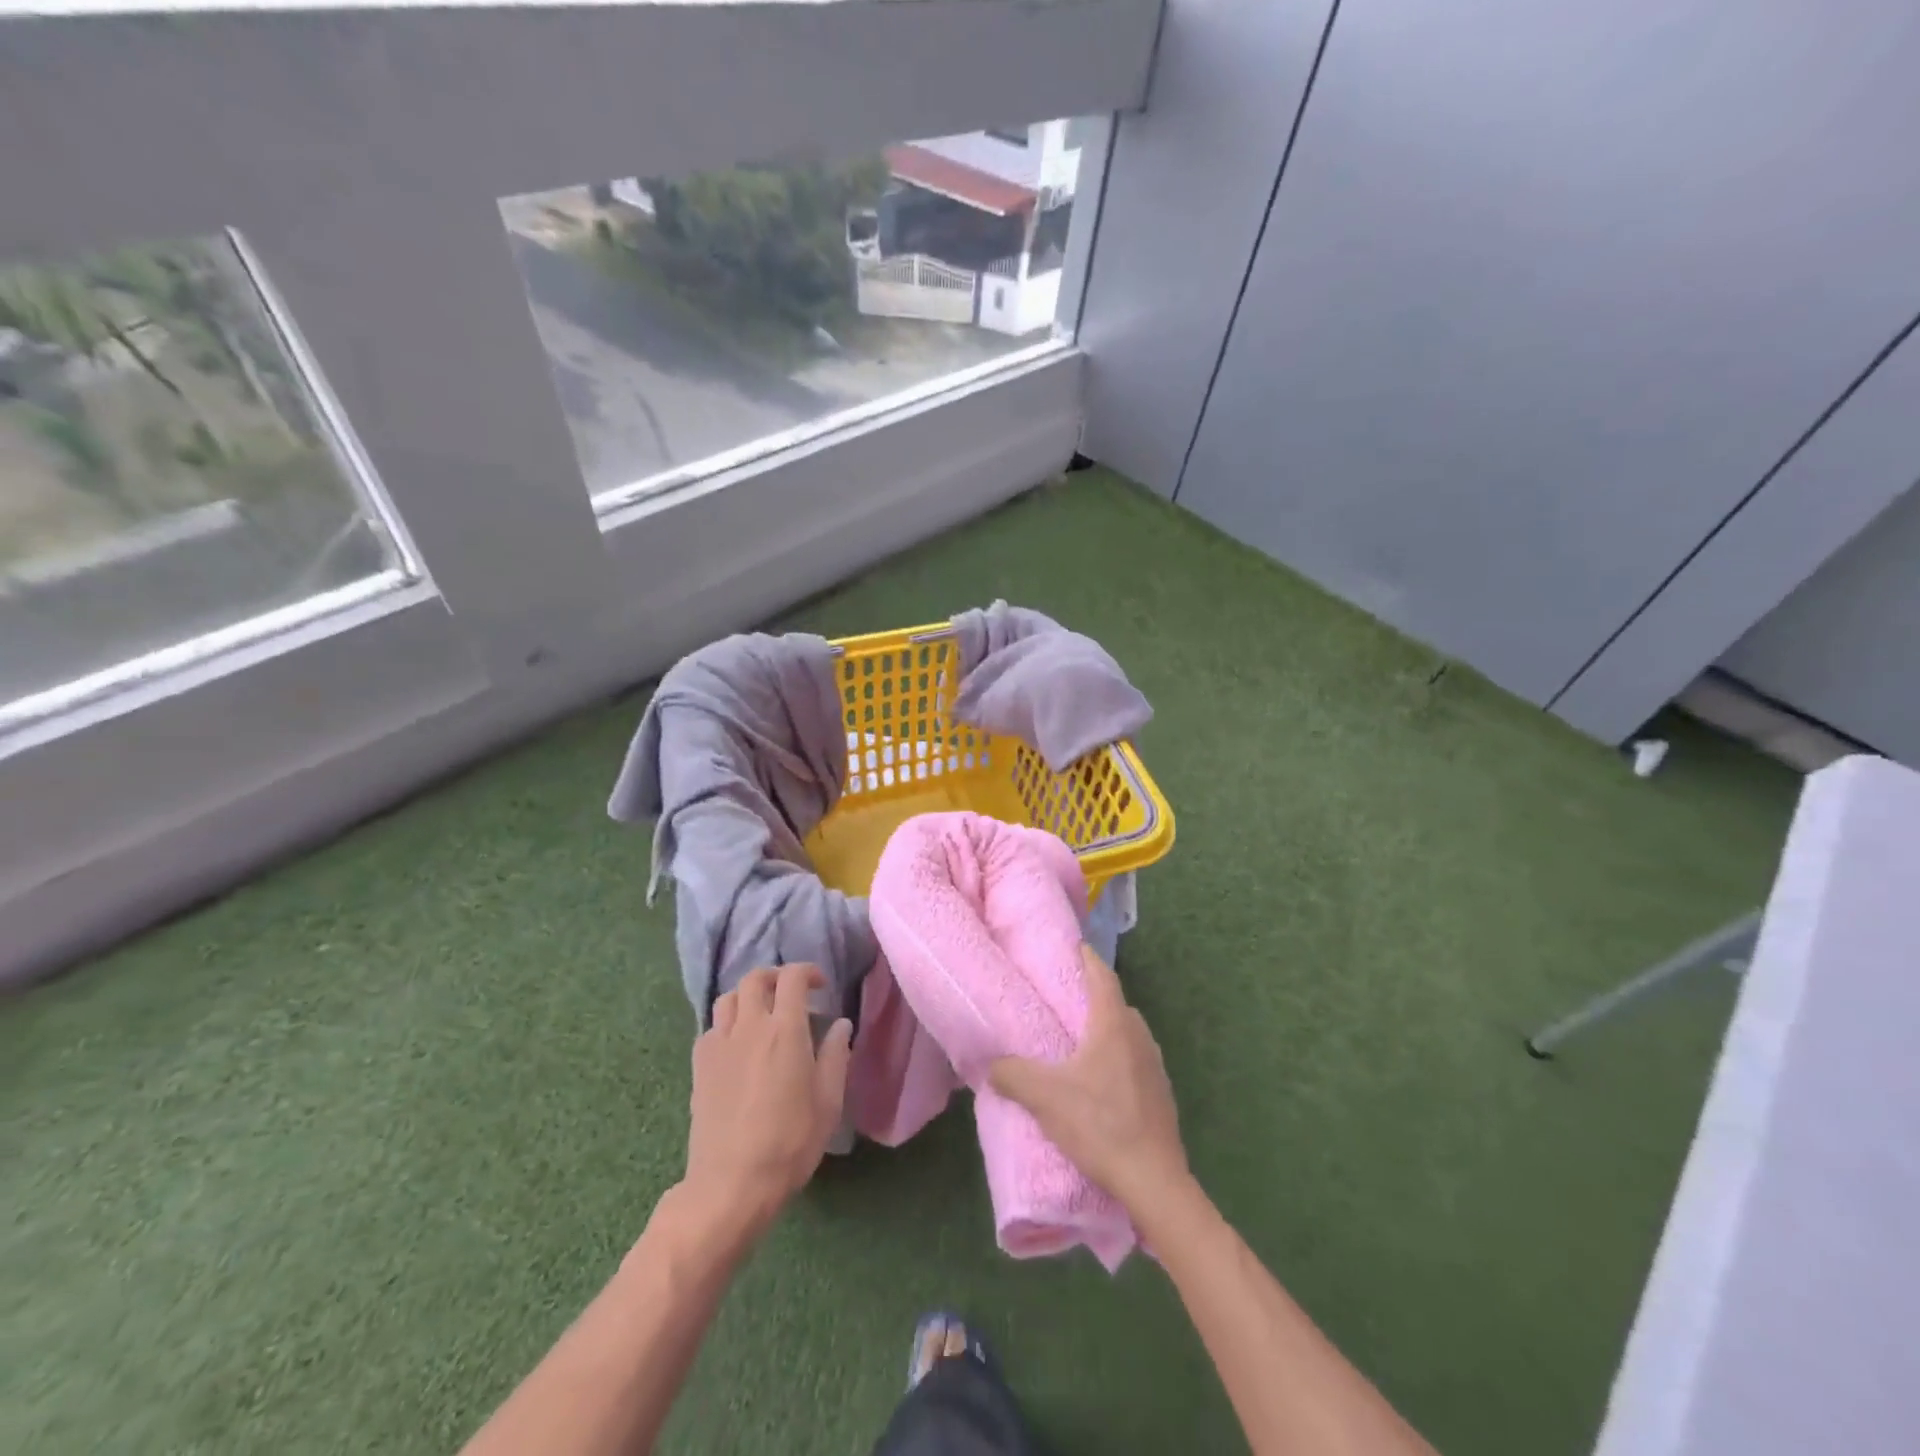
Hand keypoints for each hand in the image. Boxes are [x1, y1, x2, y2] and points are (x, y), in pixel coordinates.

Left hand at [681, 964, 852, 1245]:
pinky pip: (712, 1027)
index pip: (793, 978)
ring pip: (728, 998)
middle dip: (775, 976)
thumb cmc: (789, 1142)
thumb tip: (841, 1024)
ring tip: (762, 1014)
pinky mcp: (699, 1066)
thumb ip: (835, 1055)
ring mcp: (719, 1044)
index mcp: (785, 1030)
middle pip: (755, 979)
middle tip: (791, 993)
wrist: (731, 1184)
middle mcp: (749, 1026)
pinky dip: (727, 1023)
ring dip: (748, 996)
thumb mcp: (828, 1102)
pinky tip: (738, 1045)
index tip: (821, 985)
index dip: (808, 972)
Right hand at [989, 944, 1189, 1220]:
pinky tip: (1100, 1081)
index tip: (1074, 948)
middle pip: (1116, 1004)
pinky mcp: (1161, 1094)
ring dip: (1105, 1029)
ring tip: (1078, 1041)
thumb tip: (993, 1065)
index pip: (1102, 977)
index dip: (1088, 959)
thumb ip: (1013, 1075)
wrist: (1153, 1180)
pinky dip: (1117, 1057)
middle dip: (1093, 996)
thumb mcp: (1045, 1098)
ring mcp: (1155, 1065)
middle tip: (1064, 999)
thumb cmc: (1100, 1125)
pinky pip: (1135, 1059)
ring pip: (1127, 1033)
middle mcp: (1139, 1036)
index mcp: (1113, 1025)